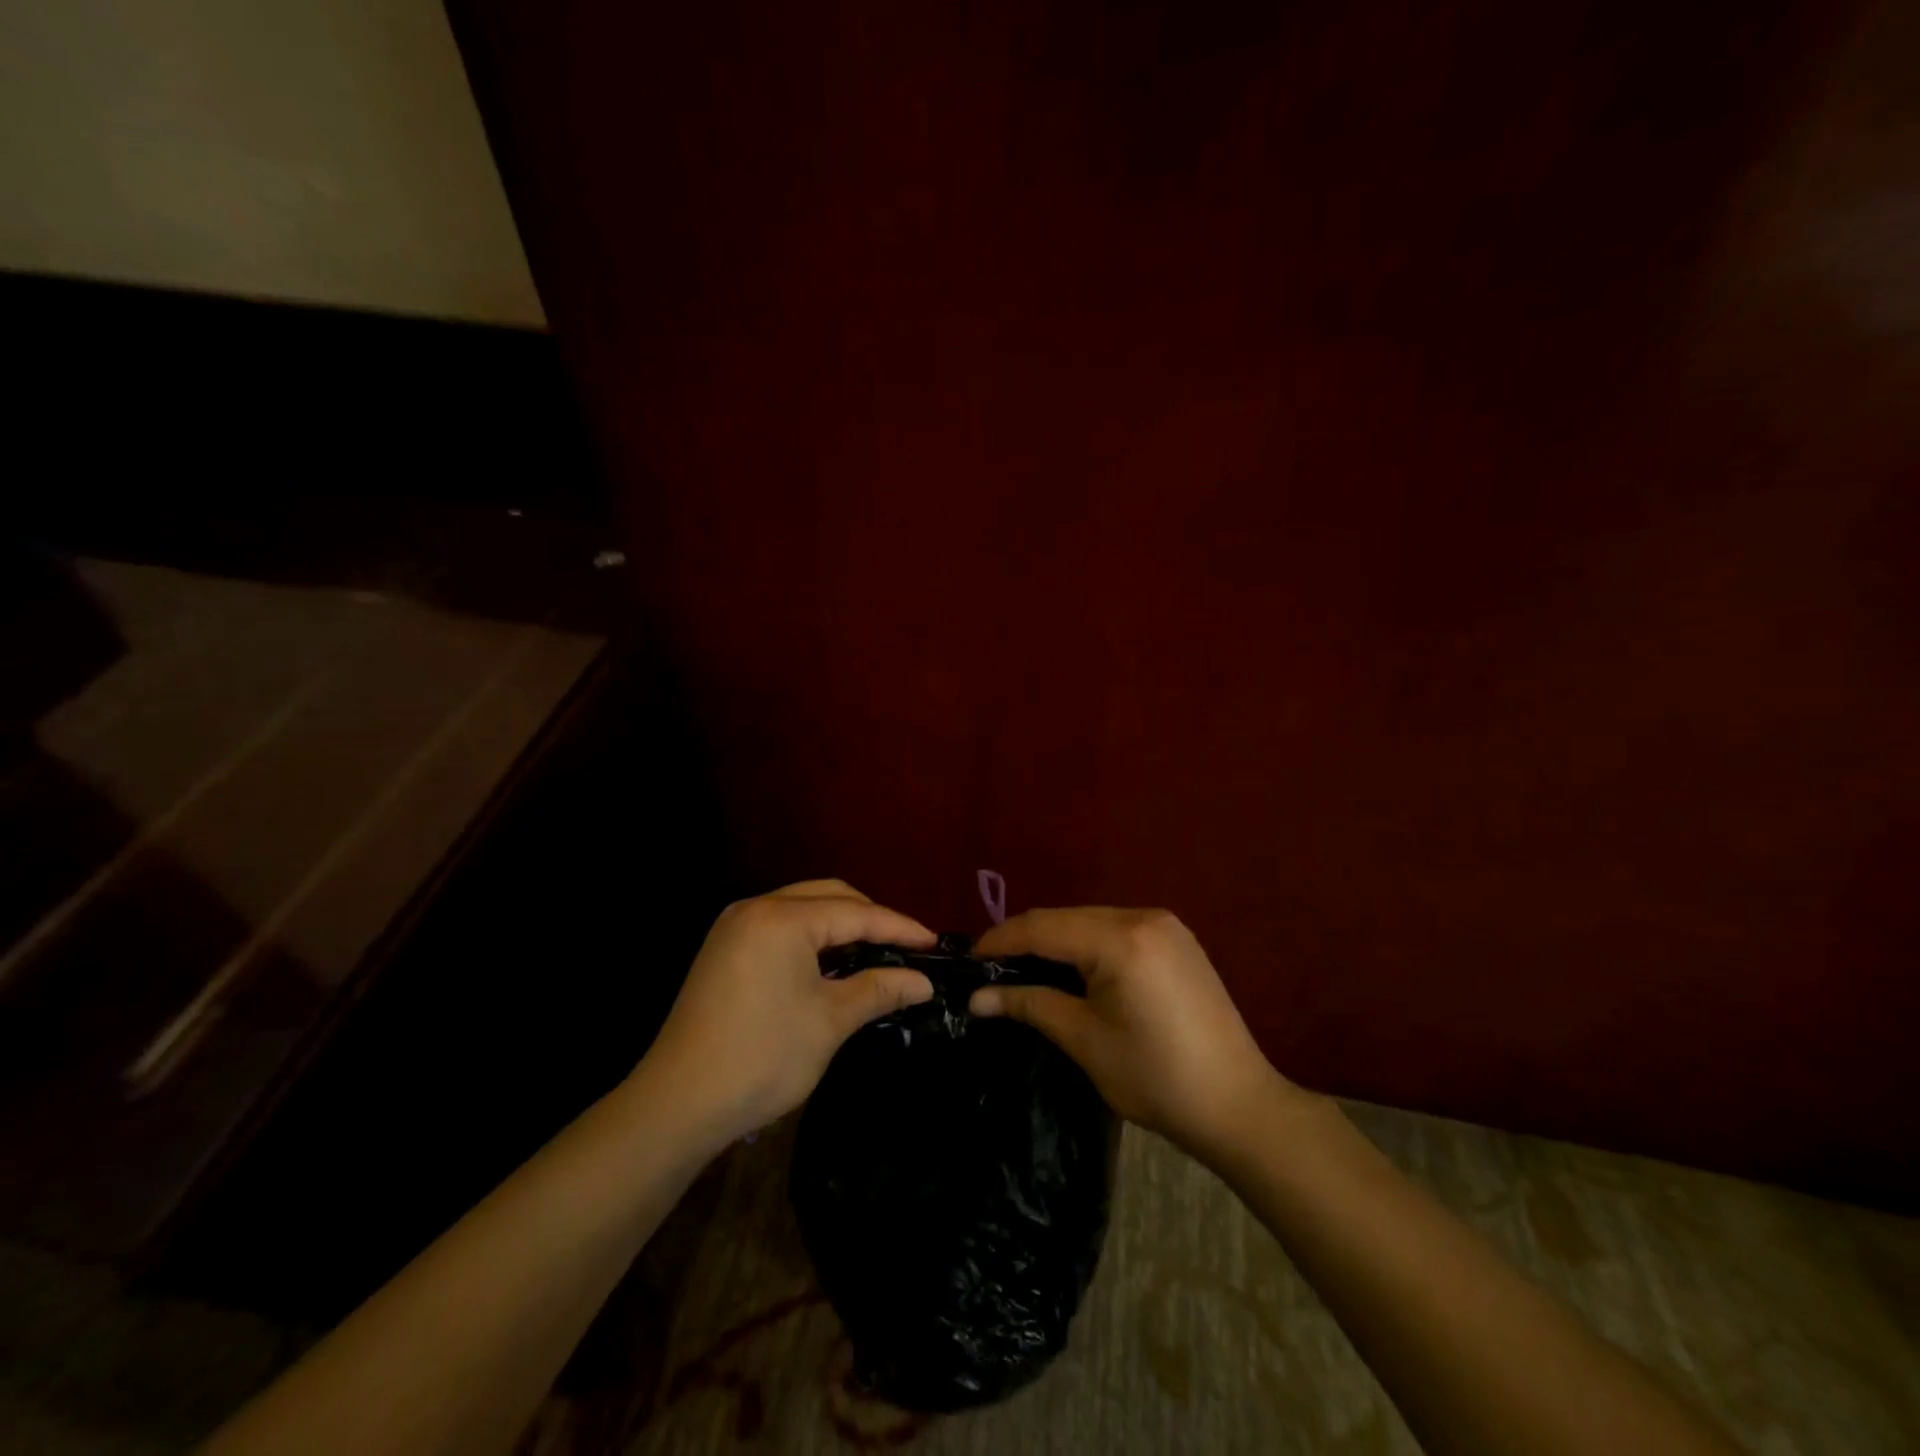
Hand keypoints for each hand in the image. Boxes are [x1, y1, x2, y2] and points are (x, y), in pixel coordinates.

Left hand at [637, 880, 935, 1145]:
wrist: (677, 1104)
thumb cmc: (762, 1058)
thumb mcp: (830, 1022)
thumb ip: (879, 989)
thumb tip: (923, 982)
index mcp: (782, 919)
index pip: (856, 913)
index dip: (900, 927)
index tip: (934, 944)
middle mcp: (756, 908)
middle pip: (829, 897)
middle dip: (871, 919)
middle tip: (906, 948)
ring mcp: (735, 927)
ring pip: (804, 909)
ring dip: (842, 927)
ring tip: (877, 954)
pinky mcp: (725, 949)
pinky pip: (782, 927)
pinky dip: (813, 939)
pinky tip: (833, 964)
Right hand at [971, 908, 1306, 1158]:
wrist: (1239, 1105)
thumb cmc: (1156, 1078)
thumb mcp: (1084, 1040)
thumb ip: (1030, 1005)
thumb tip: (978, 998)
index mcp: (1121, 939)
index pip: (1043, 927)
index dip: (1001, 940)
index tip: (969, 959)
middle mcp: (1143, 917)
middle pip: (1067, 918)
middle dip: (1026, 940)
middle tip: (992, 970)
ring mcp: (1166, 925)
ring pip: (1090, 921)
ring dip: (1056, 941)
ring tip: (1025, 970)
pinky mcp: (1177, 940)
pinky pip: (1116, 930)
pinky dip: (1087, 944)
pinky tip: (1073, 969)